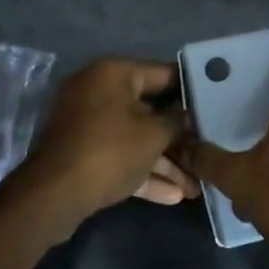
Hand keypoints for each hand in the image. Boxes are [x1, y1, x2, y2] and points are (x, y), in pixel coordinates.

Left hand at [23, 58, 196, 227]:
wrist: (54, 195)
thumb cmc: (110, 151)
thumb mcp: (154, 135)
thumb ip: (177, 121)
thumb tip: (187, 115)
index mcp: (113, 73)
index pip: (163, 73)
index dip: (191, 90)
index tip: (214, 104)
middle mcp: (97, 89)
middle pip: (149, 109)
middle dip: (177, 137)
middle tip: (205, 150)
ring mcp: (86, 122)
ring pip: (134, 136)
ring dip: (163, 160)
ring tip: (195, 185)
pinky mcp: (81, 150)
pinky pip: (118, 153)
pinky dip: (141, 169)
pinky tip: (173, 195)